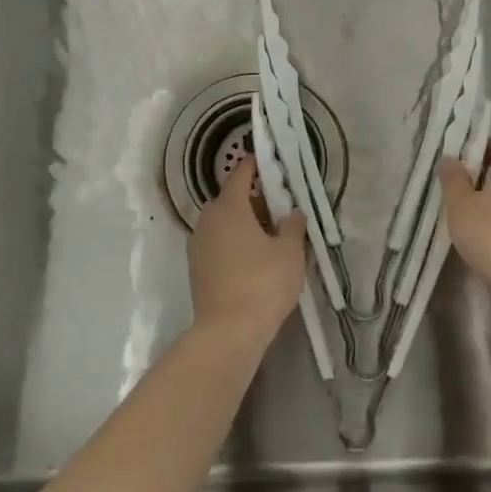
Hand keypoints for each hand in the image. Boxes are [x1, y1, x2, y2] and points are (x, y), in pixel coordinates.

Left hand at [188, 155, 307, 342]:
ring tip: (271, 235)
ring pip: (223, 223)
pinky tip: (255, 258)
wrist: (228, 331)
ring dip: (244, 223)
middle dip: (254, 199)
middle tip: (280, 207)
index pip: (241, 175)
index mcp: (229, 207)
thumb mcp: (290, 252)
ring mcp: (198, 246)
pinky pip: (218, 244)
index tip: (268, 159)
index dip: (255, 165)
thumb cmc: (263, 282)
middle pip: (231, 200)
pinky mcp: (197, 269)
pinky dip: (235, 243)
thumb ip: (293, 227)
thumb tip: (293, 212)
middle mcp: (208, 221)